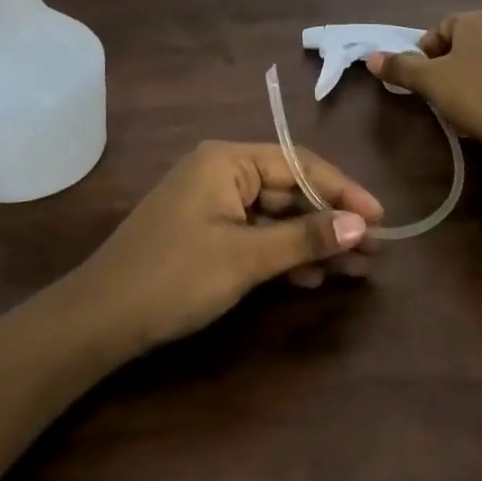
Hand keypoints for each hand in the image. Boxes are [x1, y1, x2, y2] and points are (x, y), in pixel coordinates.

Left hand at [71, 141, 384, 353]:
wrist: (100, 319)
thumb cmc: (174, 277)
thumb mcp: (245, 258)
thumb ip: (305, 238)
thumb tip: (363, 225)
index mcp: (227, 160)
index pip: (299, 164)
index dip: (343, 191)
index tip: (381, 219)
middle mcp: (221, 171)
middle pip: (289, 188)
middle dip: (330, 220)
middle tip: (373, 252)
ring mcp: (211, 201)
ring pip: (275, 214)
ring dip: (310, 240)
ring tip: (353, 269)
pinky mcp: (205, 230)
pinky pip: (255, 233)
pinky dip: (281, 253)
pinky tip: (309, 277)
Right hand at [368, 11, 481, 155]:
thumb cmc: (475, 96)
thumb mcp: (429, 81)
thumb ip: (400, 67)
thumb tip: (372, 58)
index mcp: (476, 20)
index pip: (439, 31)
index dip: (424, 56)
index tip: (422, 83)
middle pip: (462, 46)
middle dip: (447, 70)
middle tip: (439, 97)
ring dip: (470, 82)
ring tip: (463, 111)